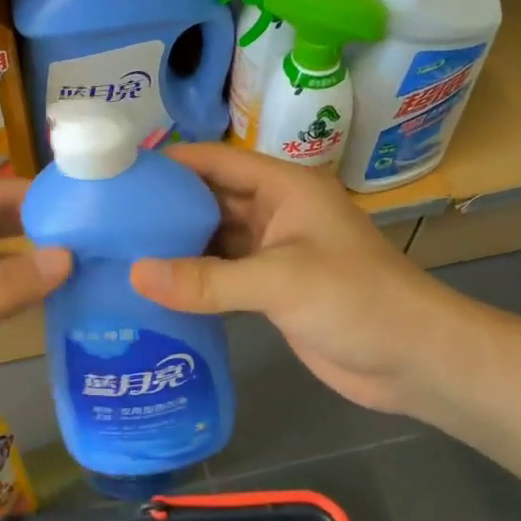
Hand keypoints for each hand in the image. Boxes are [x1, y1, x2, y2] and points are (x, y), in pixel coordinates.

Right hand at [130, 143, 448, 415]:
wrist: (415, 360)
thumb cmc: (356, 300)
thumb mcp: (280, 282)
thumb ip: (207, 279)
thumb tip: (135, 274)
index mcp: (284, 187)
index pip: (215, 161)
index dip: (169, 163)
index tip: (116, 174)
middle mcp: (275, 212)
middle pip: (209, 199)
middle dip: (164, 207)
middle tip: (105, 220)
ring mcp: (273, 253)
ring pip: (213, 240)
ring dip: (175, 246)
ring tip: (118, 253)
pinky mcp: (271, 290)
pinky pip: (222, 276)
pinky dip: (192, 280)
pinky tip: (154, 290)